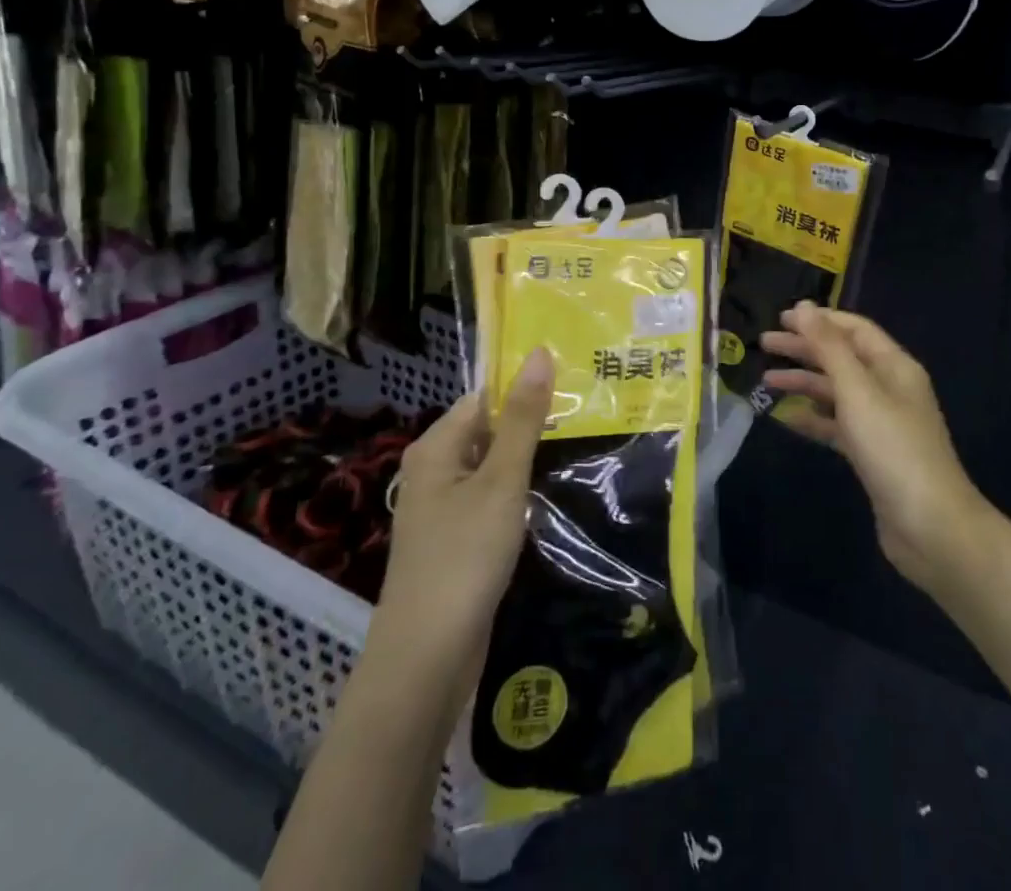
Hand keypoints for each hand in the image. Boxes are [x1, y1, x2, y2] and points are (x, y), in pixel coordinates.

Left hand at [368, 348, 553, 681]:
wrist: (427, 658)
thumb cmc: (464, 556)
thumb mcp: (502, 480)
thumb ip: (523, 418)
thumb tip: (539, 352)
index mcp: (436, 447)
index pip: (483, 397)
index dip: (524, 390)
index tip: (570, 389)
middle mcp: (433, 470)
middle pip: (487, 430)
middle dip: (529, 426)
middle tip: (583, 417)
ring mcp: (441, 509)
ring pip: (491, 467)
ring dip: (525, 461)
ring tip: (575, 448)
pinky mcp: (454, 540)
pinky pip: (488, 499)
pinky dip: (515, 494)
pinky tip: (545, 498)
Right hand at [761, 303, 990, 590]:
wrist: (931, 526)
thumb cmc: (893, 448)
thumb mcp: (858, 390)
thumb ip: (829, 347)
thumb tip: (805, 306)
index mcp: (894, 366)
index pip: (854, 329)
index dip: (819, 320)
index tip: (781, 317)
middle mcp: (890, 388)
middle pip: (842, 358)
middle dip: (805, 348)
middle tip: (764, 345)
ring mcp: (882, 423)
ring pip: (837, 392)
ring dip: (804, 382)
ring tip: (766, 380)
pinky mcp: (872, 454)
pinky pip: (837, 425)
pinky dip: (813, 418)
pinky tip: (787, 419)